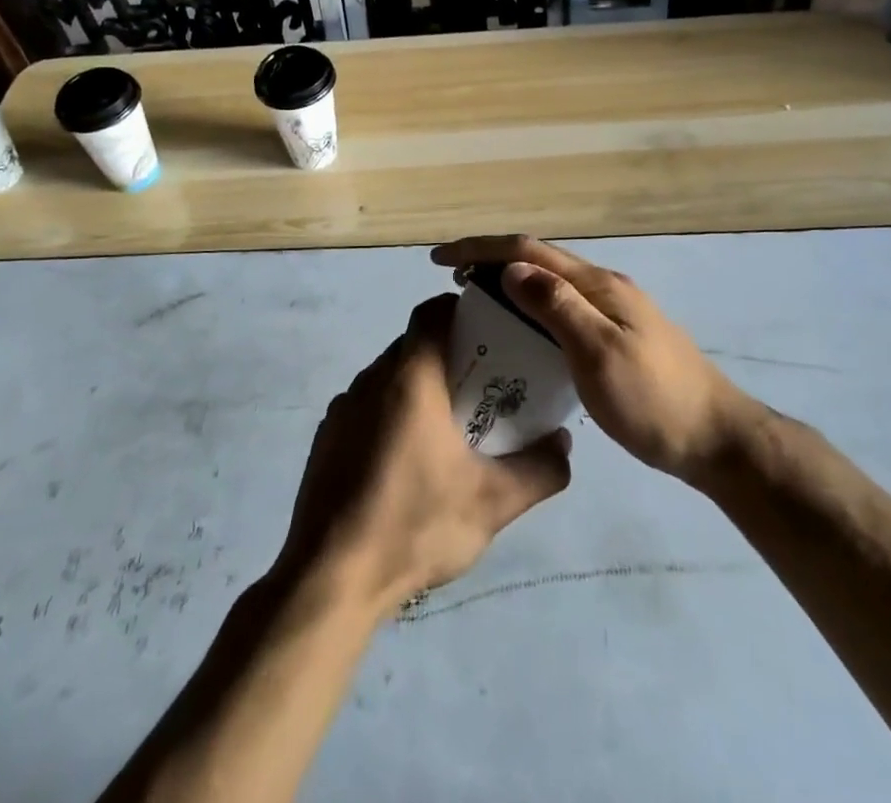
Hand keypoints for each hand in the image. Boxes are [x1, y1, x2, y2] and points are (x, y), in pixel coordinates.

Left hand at [277, 295, 570, 612]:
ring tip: (450, 425)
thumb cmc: (414, 525)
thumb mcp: (493, 503)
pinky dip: (391, 414)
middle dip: (449, 354)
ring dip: (418, 388)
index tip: (490, 331)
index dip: (461, 311)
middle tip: (484, 385)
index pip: (432, 313)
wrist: (329, 580)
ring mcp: (342, 409)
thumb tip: (564, 442)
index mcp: (410, 378)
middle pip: (413, 345)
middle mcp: (371, 380)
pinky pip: (366, 407)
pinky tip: (407, 462)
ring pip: (388, 377)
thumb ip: (540, 469)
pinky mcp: (326, 440)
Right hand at [431, 235, 753, 484]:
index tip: (440, 259)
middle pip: (538, 262)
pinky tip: (519, 335)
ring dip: (510, 286)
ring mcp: (613, 312)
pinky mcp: (617, 336)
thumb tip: (511, 269)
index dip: (481, 249)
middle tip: (451, 283)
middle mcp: (603, 289)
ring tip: (475, 305)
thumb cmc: (654, 400)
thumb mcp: (599, 354)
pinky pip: (562, 310)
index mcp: (597, 285)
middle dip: (491, 262)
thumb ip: (556, 307)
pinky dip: (531, 311)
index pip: (528, 252)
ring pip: (550, 286)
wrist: (716, 440)